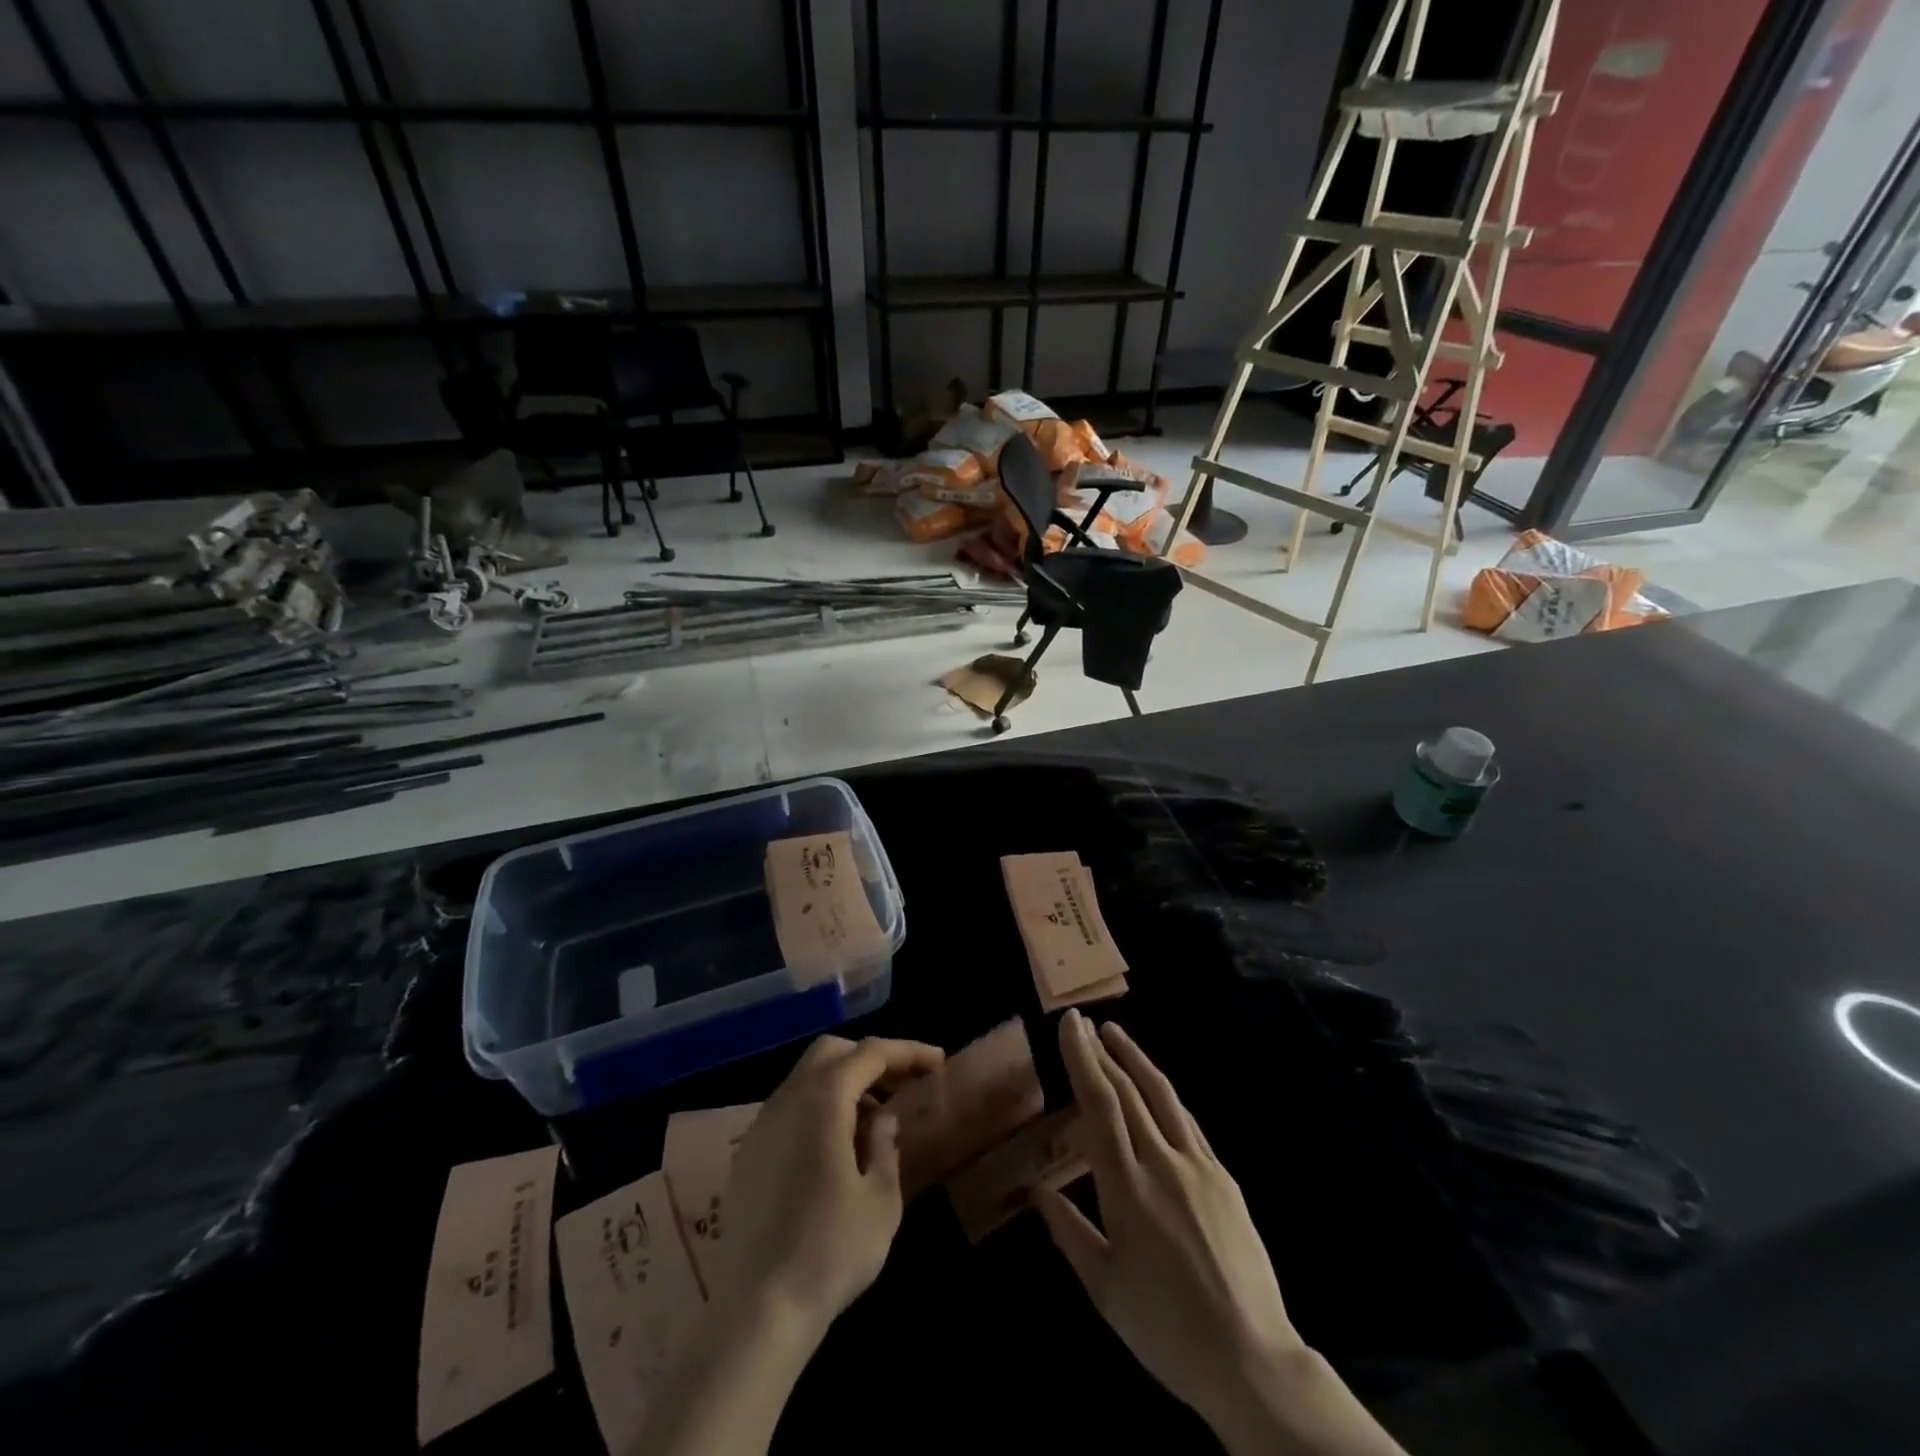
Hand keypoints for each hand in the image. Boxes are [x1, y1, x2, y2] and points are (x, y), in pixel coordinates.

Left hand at [708, 1034, 943, 1343]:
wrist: (756, 1313)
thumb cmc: (830, 1252)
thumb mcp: (880, 1201)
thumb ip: (885, 1147)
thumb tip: (882, 1120)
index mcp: (822, 1100)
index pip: (870, 1054)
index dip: (907, 1052)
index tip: (937, 1063)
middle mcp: (786, 1099)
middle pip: (832, 1053)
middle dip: (870, 1060)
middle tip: (902, 1085)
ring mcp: (760, 1126)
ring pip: (806, 1078)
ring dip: (844, 1084)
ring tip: (874, 1121)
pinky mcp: (747, 1155)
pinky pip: (789, 1109)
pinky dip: (819, 1108)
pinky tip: (837, 1149)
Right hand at [1036, 1013, 1405, 1455]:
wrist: (1251, 1360)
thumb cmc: (1165, 1329)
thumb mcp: (1104, 1288)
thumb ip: (1068, 1231)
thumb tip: (1037, 1191)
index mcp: (1127, 1189)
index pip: (1100, 1105)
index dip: (1083, 1059)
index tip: (1070, 1025)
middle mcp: (1163, 1164)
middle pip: (1129, 1091)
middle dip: (1102, 1051)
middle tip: (1082, 1022)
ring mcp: (1200, 1167)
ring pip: (1163, 1096)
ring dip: (1136, 1059)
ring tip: (1115, 1034)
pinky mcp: (1225, 1178)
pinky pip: (1188, 1123)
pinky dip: (1165, 1096)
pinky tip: (1156, 1090)